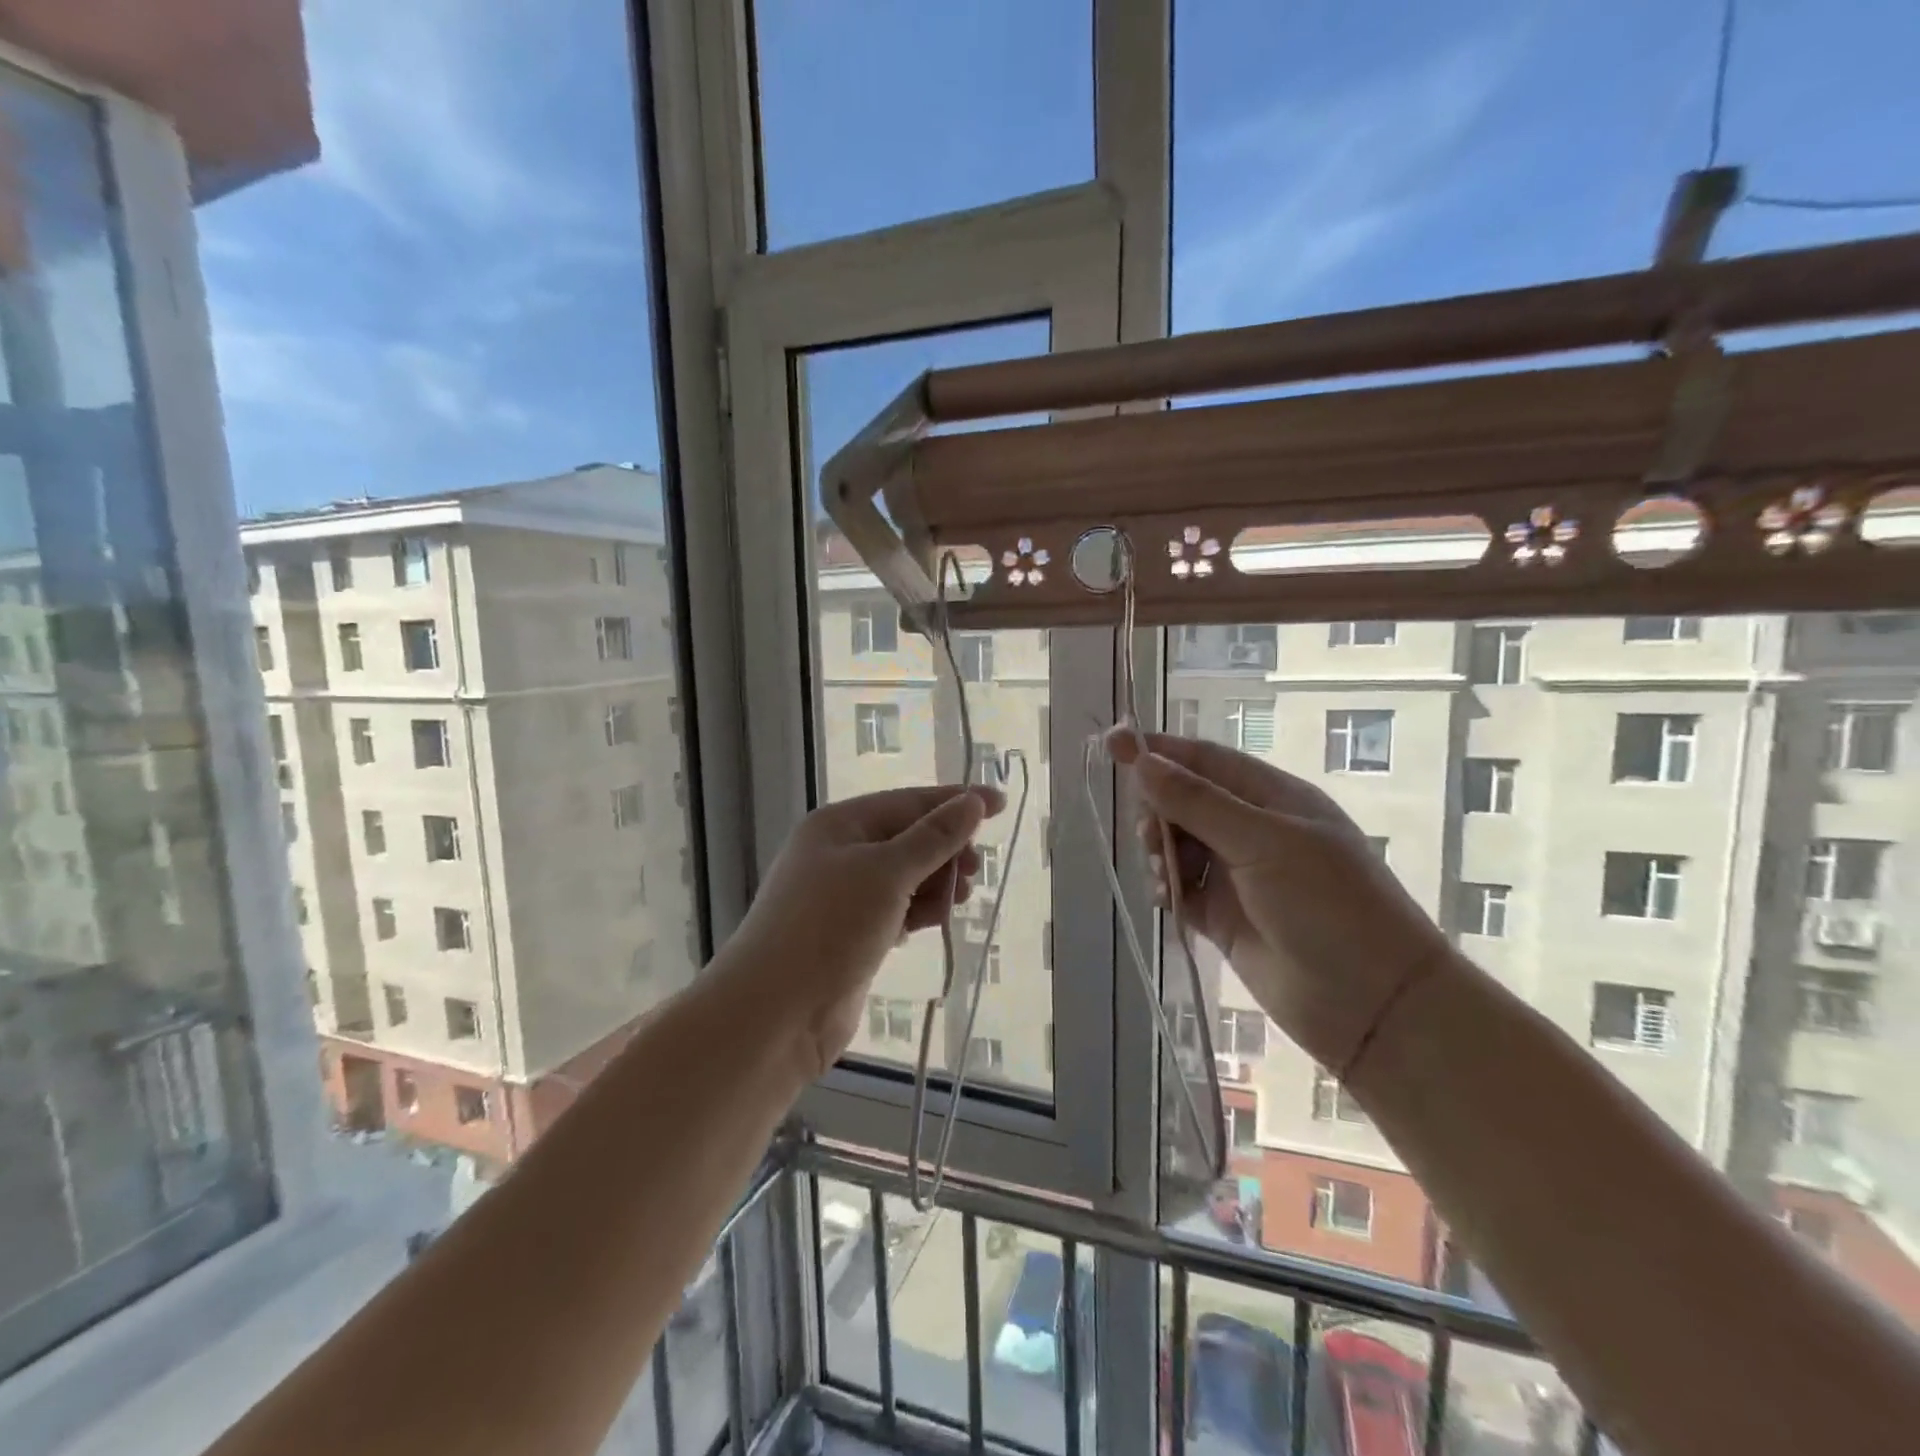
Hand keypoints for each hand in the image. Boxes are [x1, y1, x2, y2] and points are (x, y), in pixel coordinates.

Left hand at [726, 784, 1004, 1079]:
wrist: (775, 1014)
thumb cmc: (830, 928)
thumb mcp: (887, 873)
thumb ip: (934, 837)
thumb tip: (973, 801)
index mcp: (840, 824)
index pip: (909, 801)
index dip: (956, 801)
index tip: (1001, 804)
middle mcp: (839, 853)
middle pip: (908, 838)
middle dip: (945, 850)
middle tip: (973, 873)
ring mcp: (843, 896)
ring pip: (905, 876)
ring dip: (935, 883)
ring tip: (955, 902)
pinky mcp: (851, 934)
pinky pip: (896, 908)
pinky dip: (919, 910)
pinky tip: (934, 922)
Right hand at [1109, 729, 1450, 1074]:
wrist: (1371, 1004)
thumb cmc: (1327, 905)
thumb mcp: (1263, 843)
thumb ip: (1197, 803)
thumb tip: (1142, 761)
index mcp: (1271, 797)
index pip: (1204, 760)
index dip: (1159, 750)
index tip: (1112, 744)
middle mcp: (1252, 829)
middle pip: (1184, 801)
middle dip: (1158, 810)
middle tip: (1150, 835)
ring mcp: (1237, 874)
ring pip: (1177, 844)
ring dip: (1160, 852)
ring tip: (1165, 876)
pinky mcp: (1224, 915)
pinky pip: (1181, 887)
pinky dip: (1167, 887)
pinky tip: (1167, 898)